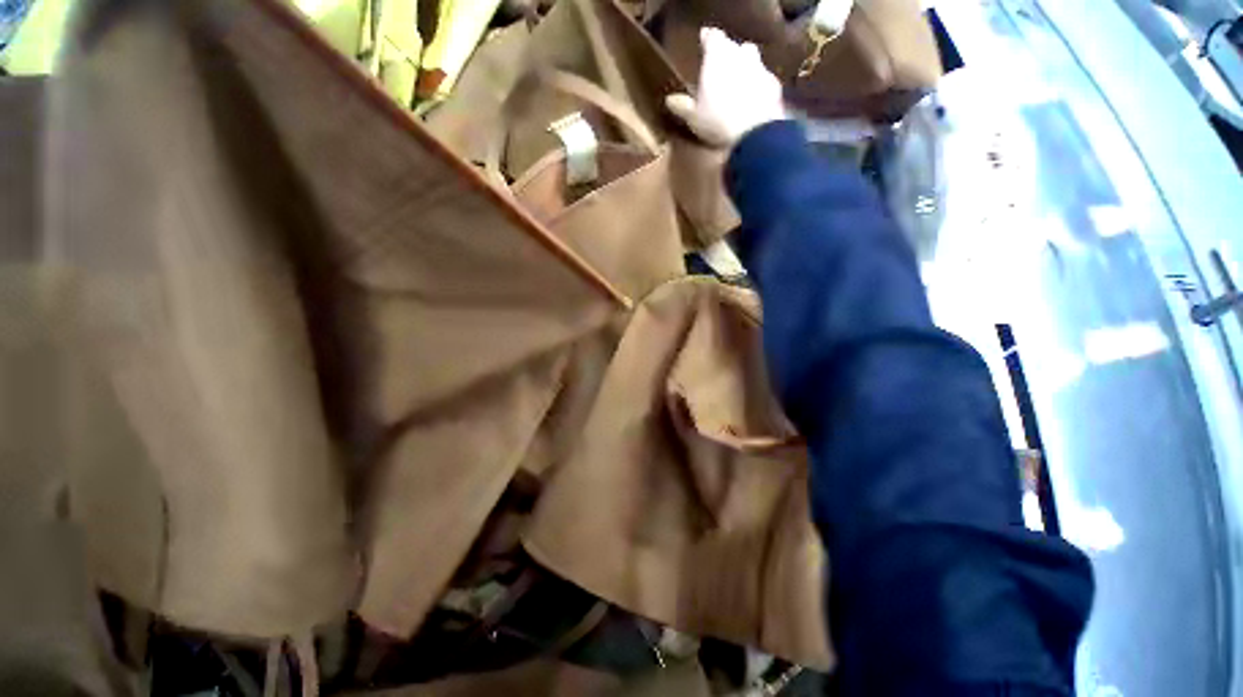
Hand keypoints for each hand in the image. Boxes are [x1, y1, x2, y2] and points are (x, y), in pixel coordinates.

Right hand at [665, 28, 785, 147]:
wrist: (755, 133)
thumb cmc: (717, 121)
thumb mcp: (694, 118)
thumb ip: (682, 106)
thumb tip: (669, 100)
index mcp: (717, 56)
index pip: (712, 37)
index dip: (707, 39)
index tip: (703, 41)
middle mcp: (740, 54)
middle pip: (734, 46)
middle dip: (728, 54)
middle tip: (720, 69)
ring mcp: (760, 68)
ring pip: (752, 60)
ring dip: (745, 68)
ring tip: (737, 84)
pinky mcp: (774, 85)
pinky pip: (763, 80)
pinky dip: (757, 86)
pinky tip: (752, 101)